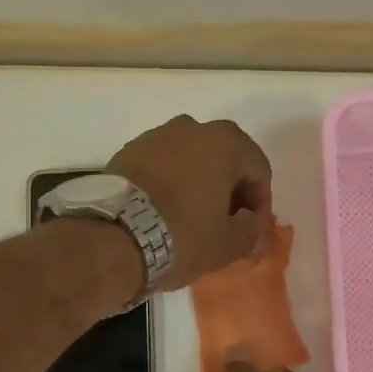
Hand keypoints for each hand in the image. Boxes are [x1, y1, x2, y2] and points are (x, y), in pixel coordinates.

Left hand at [106, 115, 272, 289]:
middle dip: (228, 190)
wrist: (112, 237)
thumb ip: (251, 231)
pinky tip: (162, 213)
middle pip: (223, 159)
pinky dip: (168, 184)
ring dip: (197, 184)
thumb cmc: (182, 236)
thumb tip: (253, 225)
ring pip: (189, 160)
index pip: (258, 169)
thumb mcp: (228, 243)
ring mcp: (154, 137)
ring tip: (191, 219)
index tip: (251, 229)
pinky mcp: (125, 152)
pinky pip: (160, 166)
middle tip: (224, 224)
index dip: (260, 202)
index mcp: (224, 142)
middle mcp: (191, 128)